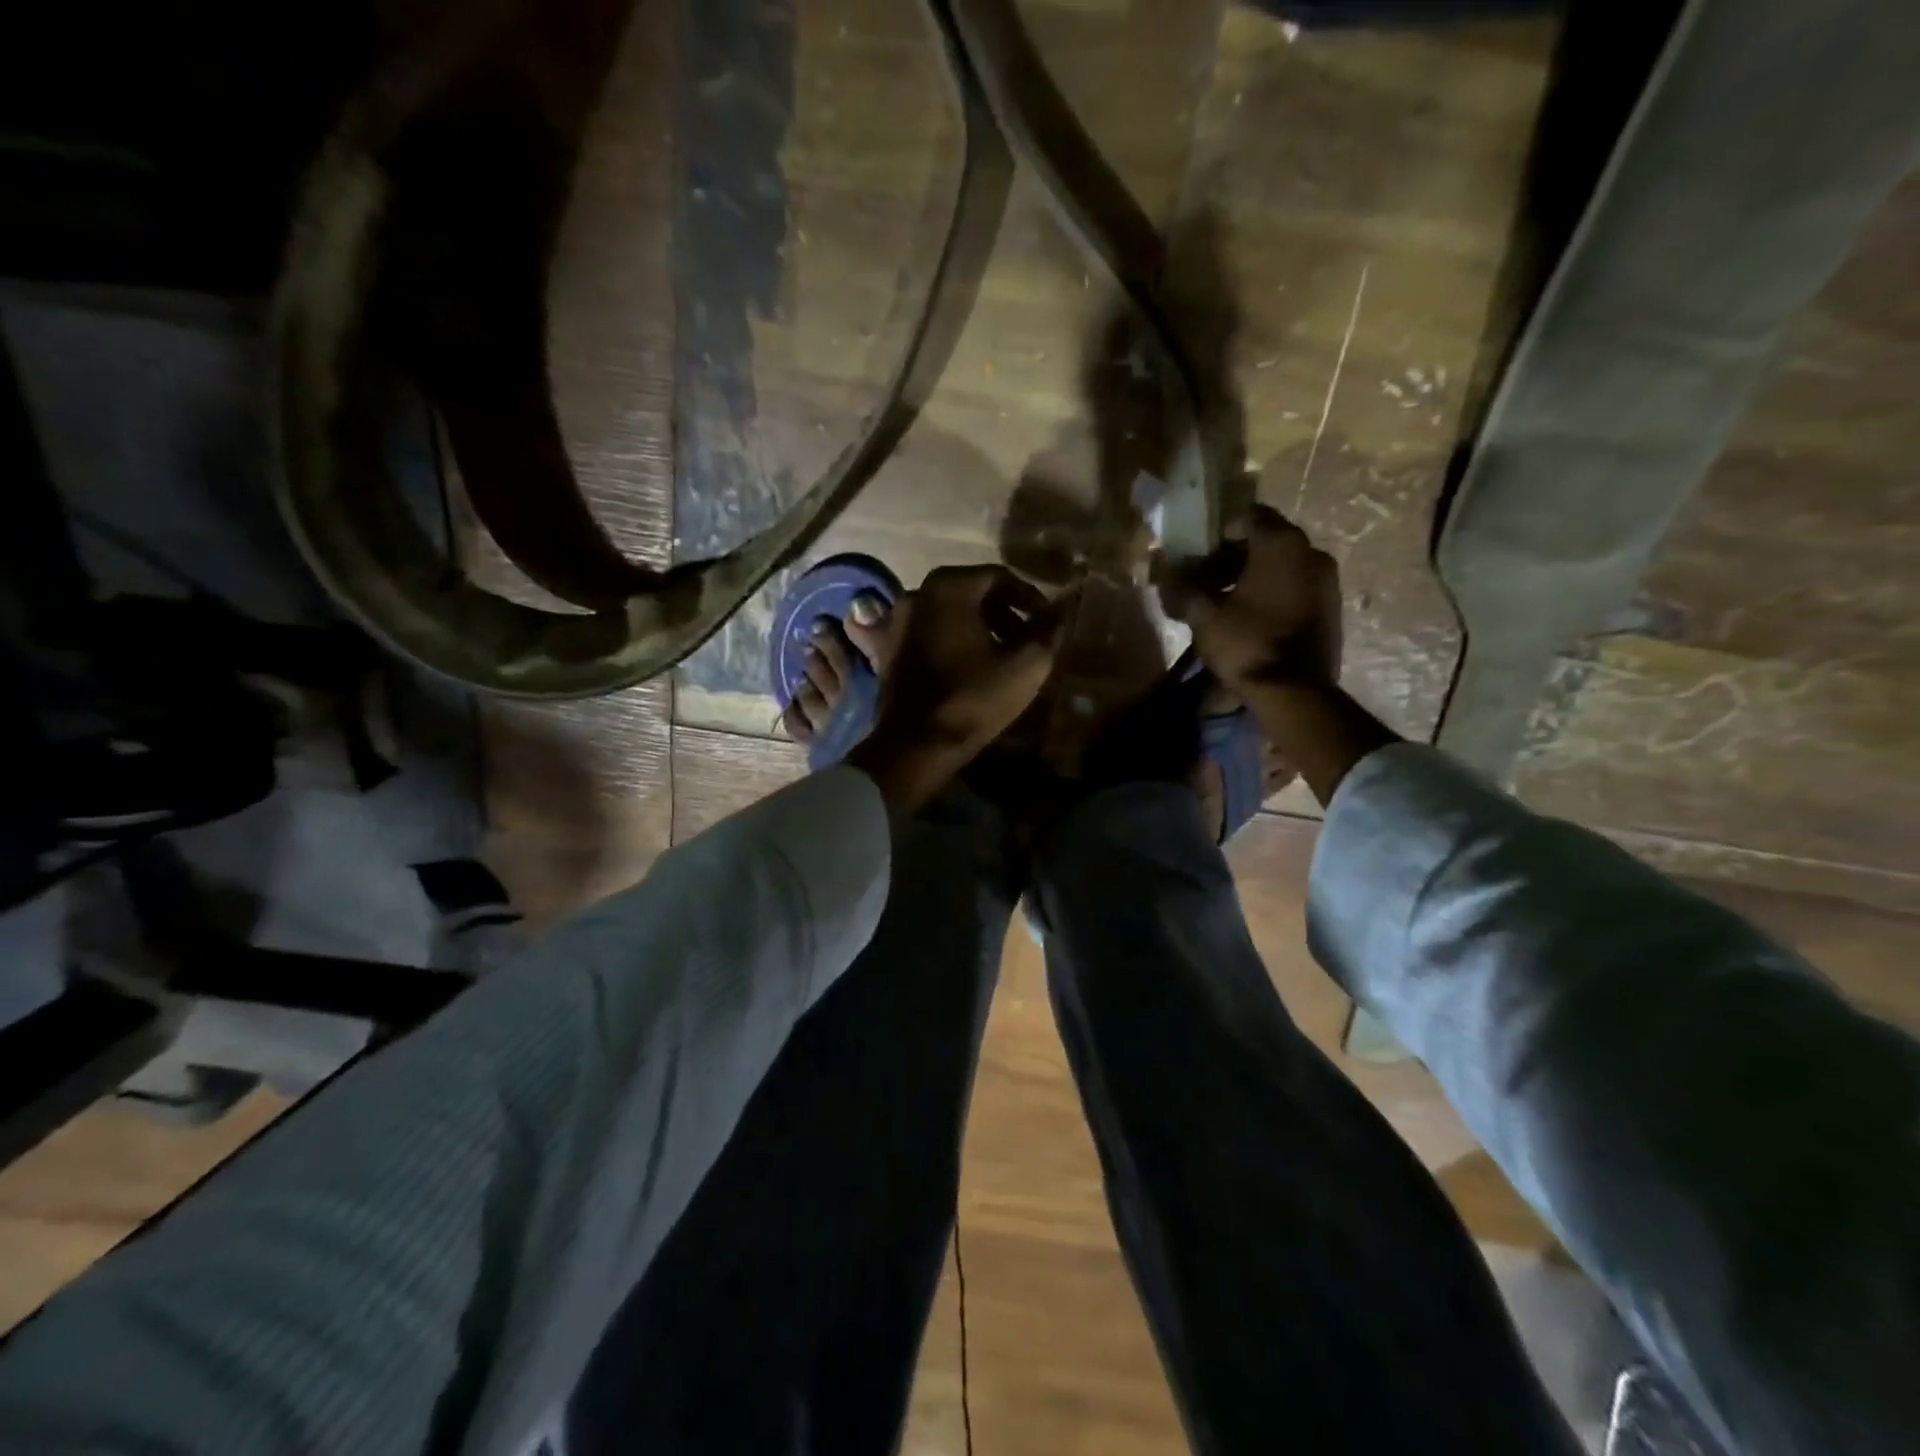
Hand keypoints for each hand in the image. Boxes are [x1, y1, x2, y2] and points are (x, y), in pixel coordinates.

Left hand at [848, 565, 1060, 814]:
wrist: (915, 745)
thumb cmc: (973, 698)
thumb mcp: (1025, 664)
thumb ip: (1048, 629)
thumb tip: (1065, 607)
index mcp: (949, 586)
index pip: (1000, 577)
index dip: (1031, 598)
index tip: (1047, 624)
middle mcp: (917, 593)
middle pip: (973, 593)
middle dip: (1006, 614)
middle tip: (1029, 641)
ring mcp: (897, 621)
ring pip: (951, 614)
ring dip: (981, 629)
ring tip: (1004, 657)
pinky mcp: (888, 648)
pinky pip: (931, 634)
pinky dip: (954, 642)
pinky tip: (971, 669)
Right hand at [1163, 504, 1395, 805]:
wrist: (1295, 692)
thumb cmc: (1247, 643)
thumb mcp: (1204, 615)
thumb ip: (1183, 587)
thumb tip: (1162, 570)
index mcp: (1282, 544)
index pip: (1248, 517)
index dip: (1218, 533)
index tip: (1198, 556)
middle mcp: (1311, 552)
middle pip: (1266, 540)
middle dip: (1233, 556)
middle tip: (1206, 579)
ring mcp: (1327, 581)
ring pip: (1282, 564)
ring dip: (1253, 575)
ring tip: (1225, 601)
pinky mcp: (1331, 607)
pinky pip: (1296, 585)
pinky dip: (1272, 592)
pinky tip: (1250, 616)